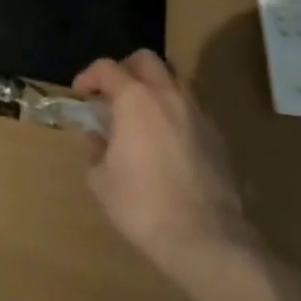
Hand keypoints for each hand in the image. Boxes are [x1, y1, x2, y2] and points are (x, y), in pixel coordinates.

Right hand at [74, 50, 257, 285]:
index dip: (89, 76)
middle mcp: (168, 95)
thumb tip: (98, 137)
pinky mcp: (219, 138)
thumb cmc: (144, 206)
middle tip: (115, 92)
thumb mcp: (101, 180)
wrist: (208, 241)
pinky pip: (194, 109)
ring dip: (156, 87)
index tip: (81, 92)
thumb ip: (96, 149)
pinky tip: (170, 140)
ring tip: (144, 113)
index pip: (106, 68)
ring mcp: (198, 114)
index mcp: (134, 99)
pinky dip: (177, 113)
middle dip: (126, 68)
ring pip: (175, 80)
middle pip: (146, 60)